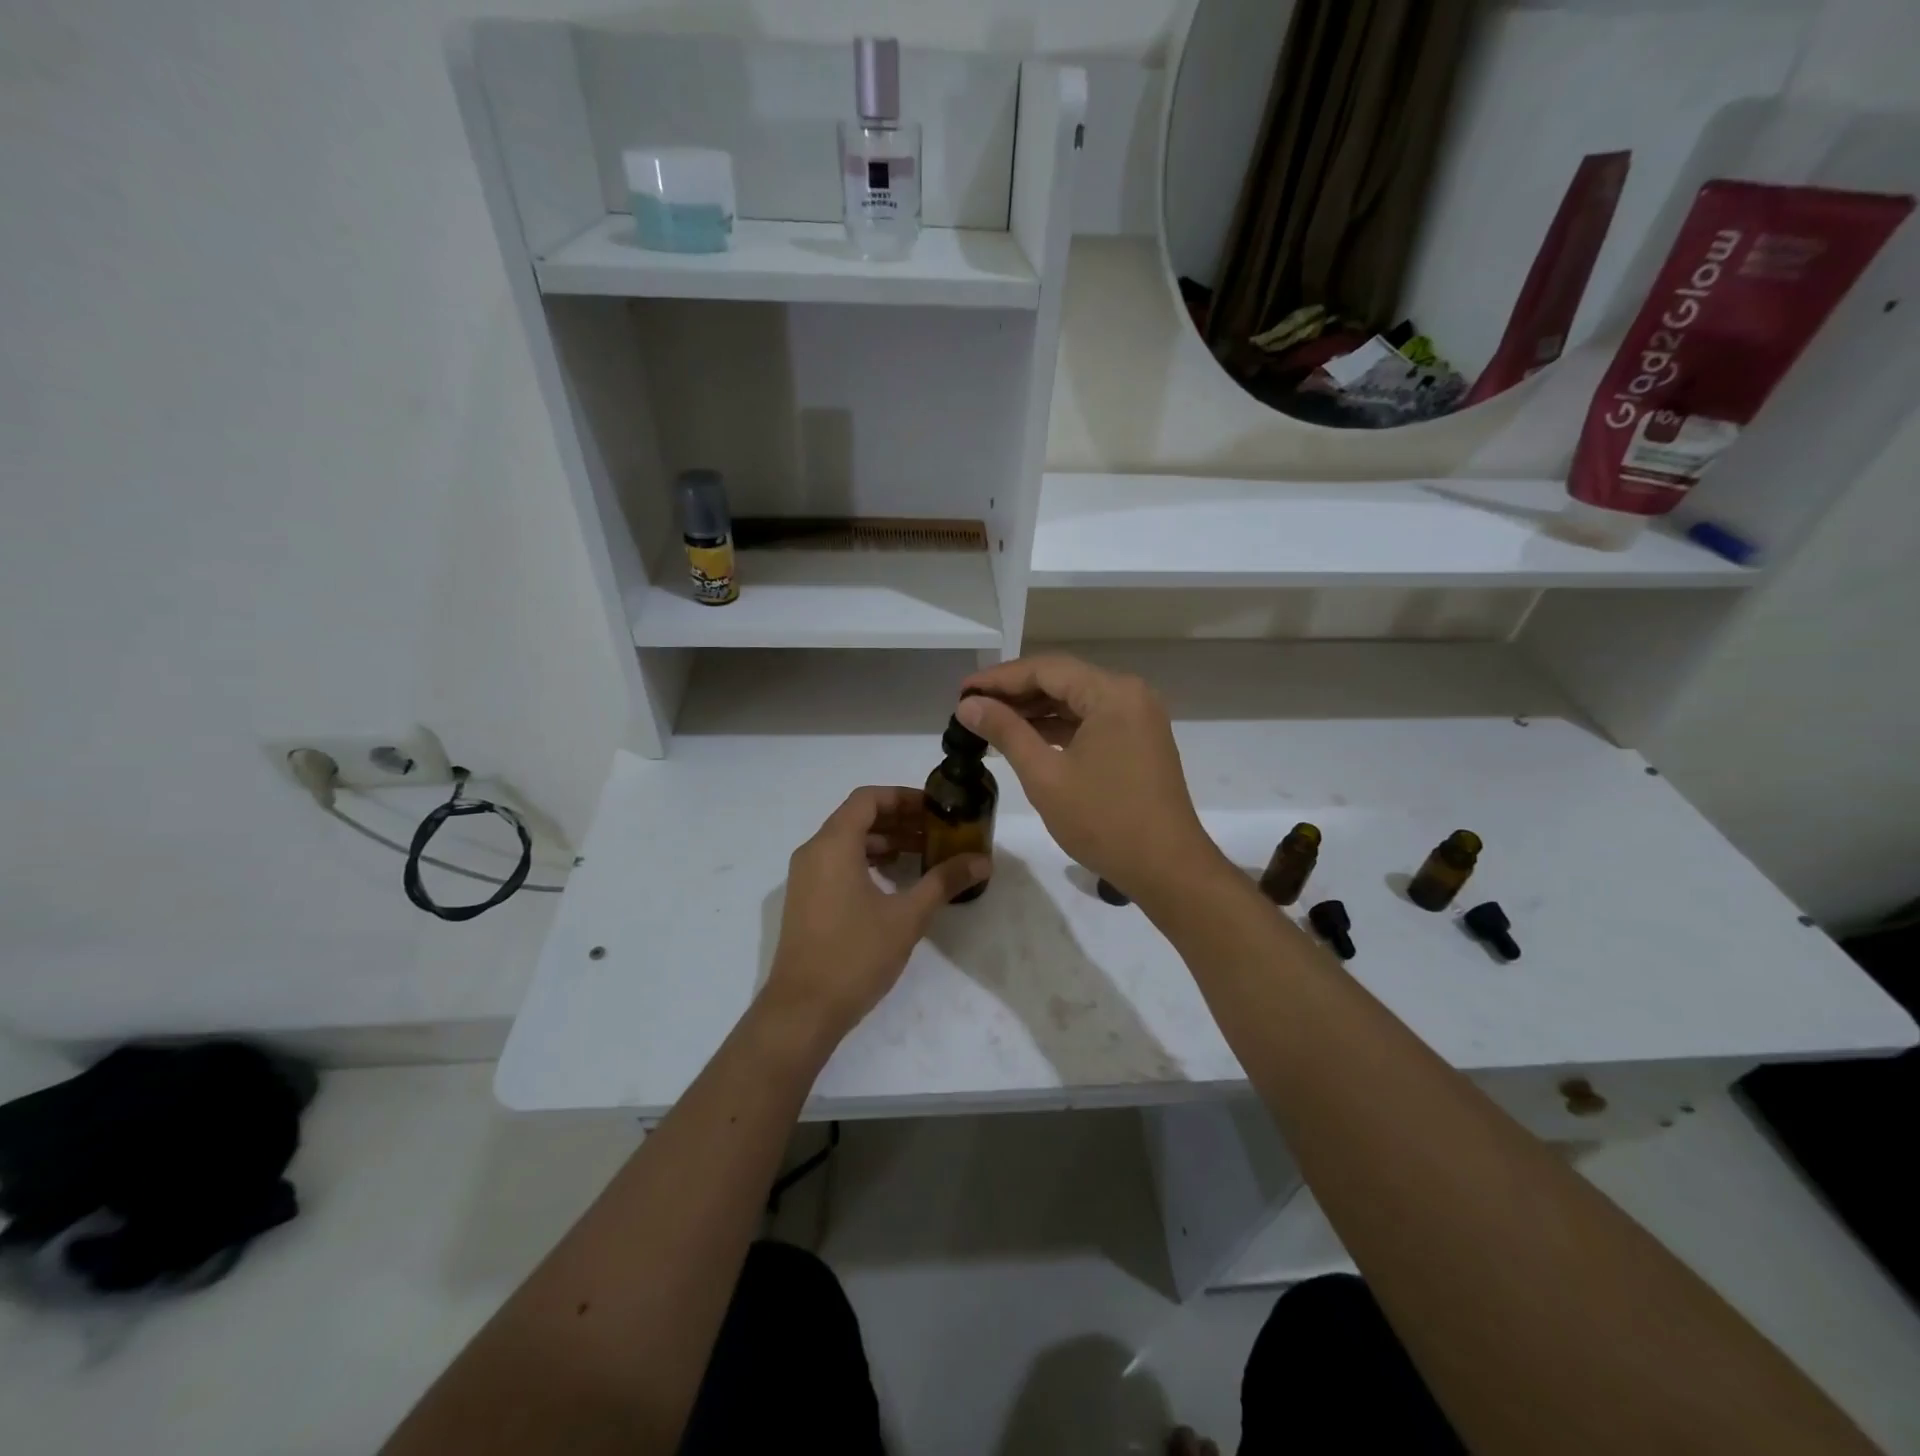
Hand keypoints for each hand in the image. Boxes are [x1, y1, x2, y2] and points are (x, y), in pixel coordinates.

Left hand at [761, 786, 989, 1048]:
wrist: (803, 1010)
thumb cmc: (855, 954)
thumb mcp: (907, 916)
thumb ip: (944, 881)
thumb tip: (982, 861)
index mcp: (834, 845)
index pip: (868, 799)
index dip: (903, 797)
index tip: (935, 808)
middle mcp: (813, 852)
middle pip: (857, 817)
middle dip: (898, 820)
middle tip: (936, 831)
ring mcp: (805, 877)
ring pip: (847, 842)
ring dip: (884, 842)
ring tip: (921, 854)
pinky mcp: (805, 900)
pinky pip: (837, 863)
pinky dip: (866, 861)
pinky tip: (894, 882)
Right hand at [956, 654, 1217, 903]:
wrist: (1167, 868)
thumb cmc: (1104, 821)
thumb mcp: (1045, 776)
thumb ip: (1006, 732)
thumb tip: (968, 705)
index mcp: (1112, 693)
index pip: (1046, 669)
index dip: (999, 678)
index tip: (961, 691)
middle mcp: (1130, 694)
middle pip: (1062, 680)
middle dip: (1015, 693)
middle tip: (970, 707)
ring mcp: (1138, 718)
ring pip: (1076, 701)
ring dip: (1035, 710)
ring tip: (990, 722)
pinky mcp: (1139, 740)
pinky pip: (1092, 721)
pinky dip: (1059, 727)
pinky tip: (1027, 738)